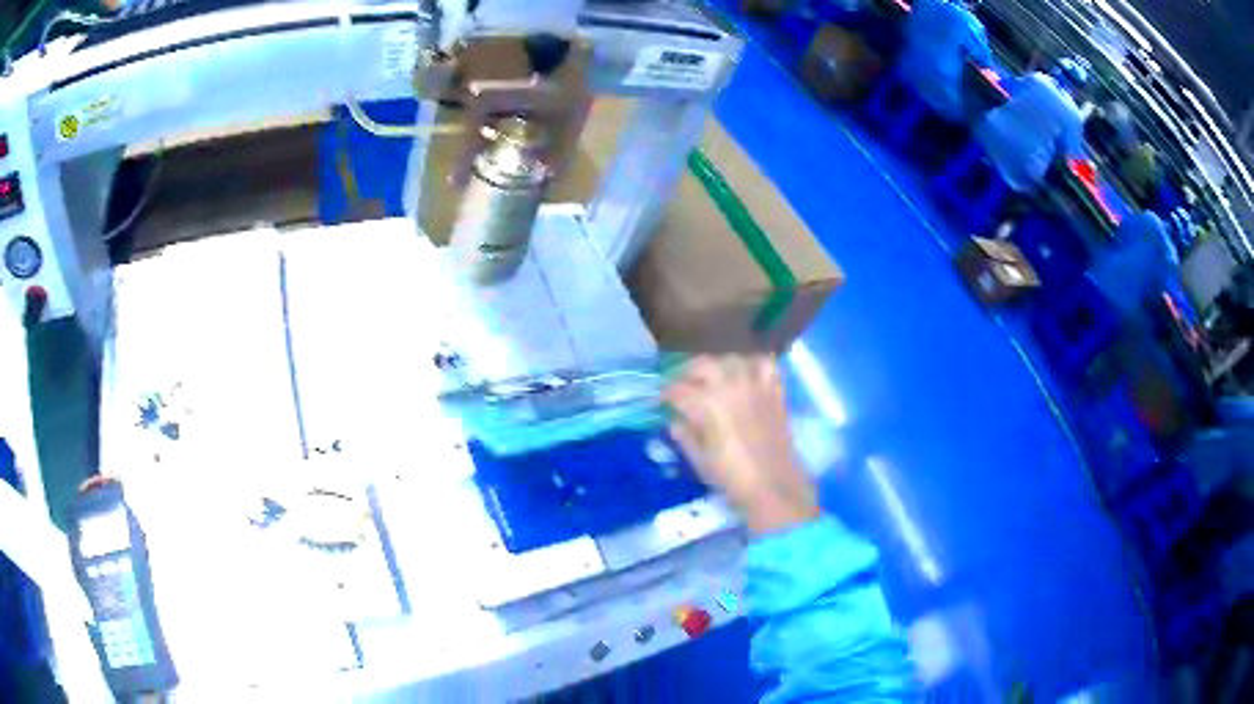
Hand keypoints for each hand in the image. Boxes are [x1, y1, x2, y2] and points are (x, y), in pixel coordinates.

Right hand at [665, 355, 818, 534]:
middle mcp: (730, 387)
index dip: (665, 394)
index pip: (678, 390)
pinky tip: (745, 375)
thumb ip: (684, 436)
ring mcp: (755, 386)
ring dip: (718, 365)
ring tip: (712, 377)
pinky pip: (764, 365)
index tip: (660, 401)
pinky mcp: (774, 391)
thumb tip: (674, 421)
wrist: (773, 486)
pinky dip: (752, 364)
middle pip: (703, 364)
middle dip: (687, 372)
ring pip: (732, 359)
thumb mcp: (699, 460)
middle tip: (681, 385)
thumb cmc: (732, 477)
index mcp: (707, 404)